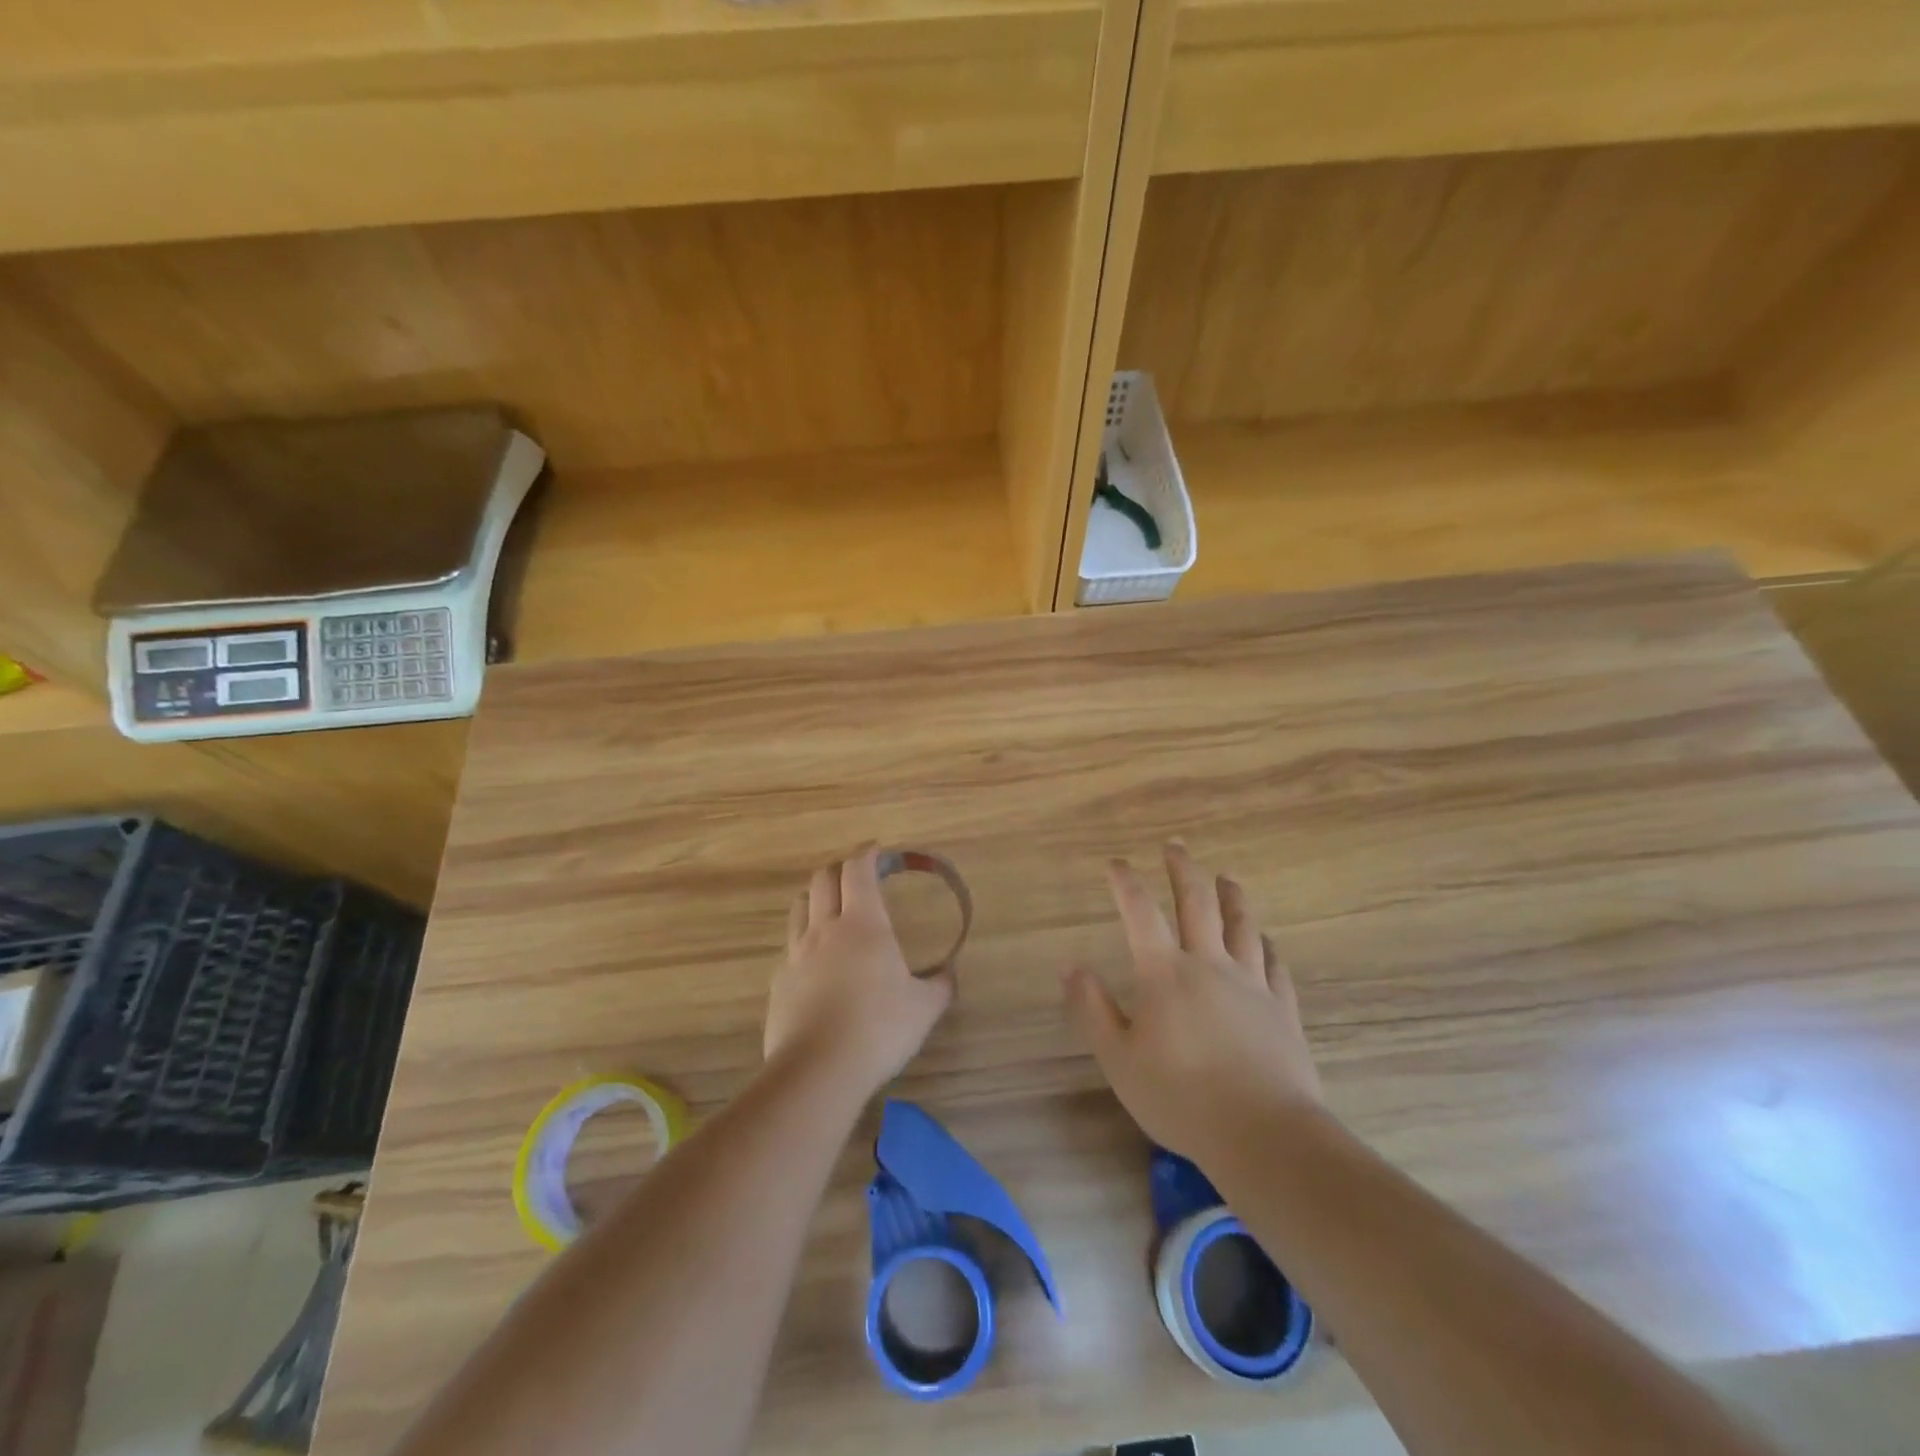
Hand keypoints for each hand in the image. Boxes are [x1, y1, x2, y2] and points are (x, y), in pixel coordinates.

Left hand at [764, 847, 953, 1104]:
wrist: (817, 1071)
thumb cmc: (879, 1029)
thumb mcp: (924, 1009)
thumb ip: (940, 985)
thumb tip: (950, 973)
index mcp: (863, 924)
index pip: (858, 870)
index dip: (867, 854)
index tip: (877, 851)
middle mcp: (825, 928)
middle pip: (823, 878)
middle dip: (840, 868)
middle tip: (857, 875)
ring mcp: (797, 953)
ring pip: (800, 905)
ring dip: (816, 896)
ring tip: (832, 907)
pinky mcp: (780, 980)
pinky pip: (791, 944)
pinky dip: (805, 936)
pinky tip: (817, 959)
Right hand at [1061, 842, 1321, 1167]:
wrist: (1263, 1133)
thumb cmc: (1180, 1097)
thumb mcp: (1119, 1058)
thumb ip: (1092, 1008)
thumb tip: (1067, 965)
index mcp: (1165, 973)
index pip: (1141, 912)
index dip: (1125, 882)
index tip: (1116, 863)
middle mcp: (1209, 964)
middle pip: (1197, 903)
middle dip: (1183, 870)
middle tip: (1175, 845)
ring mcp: (1251, 983)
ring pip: (1242, 925)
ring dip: (1232, 896)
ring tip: (1226, 877)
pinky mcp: (1282, 1008)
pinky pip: (1275, 965)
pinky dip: (1266, 945)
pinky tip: (1266, 940)